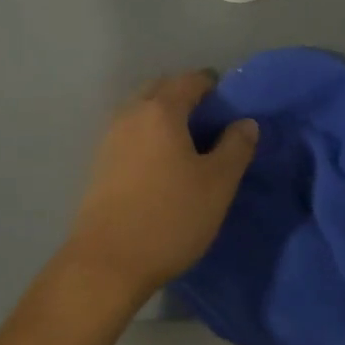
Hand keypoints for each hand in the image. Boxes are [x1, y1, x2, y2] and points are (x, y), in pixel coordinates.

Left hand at [63, 71, 257, 306]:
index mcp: (161, 110)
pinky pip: (129, 132)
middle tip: (209, 122)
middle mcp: (131, 114)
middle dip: (185, 95)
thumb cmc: (170, 218)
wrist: (107, 263)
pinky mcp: (99, 163)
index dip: (212, 85)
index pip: (190, 80)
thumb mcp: (218, 184)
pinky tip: (161, 163)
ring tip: (187, 144)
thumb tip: (245, 122)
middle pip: (161, 89)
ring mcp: (110, 138)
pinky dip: (147, 134)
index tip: (229, 104)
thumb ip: (236, 147)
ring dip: (164, 115)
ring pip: (141, 110)